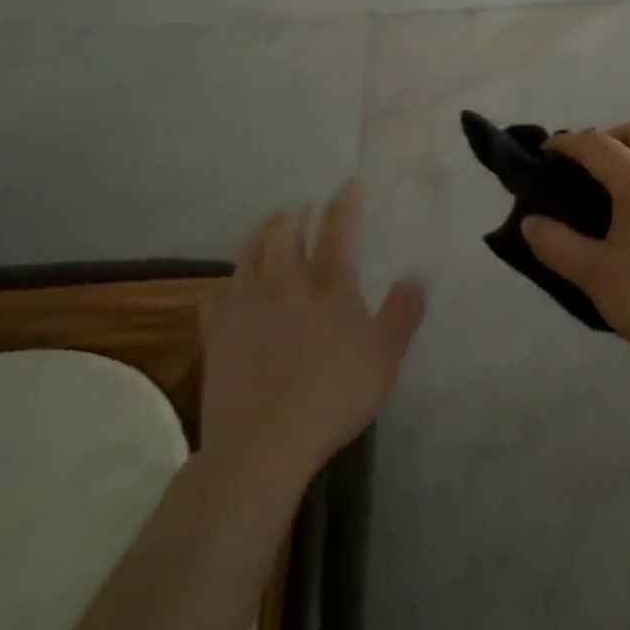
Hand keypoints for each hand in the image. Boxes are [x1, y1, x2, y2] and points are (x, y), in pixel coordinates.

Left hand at [199, 182, 425, 490]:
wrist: (263, 444)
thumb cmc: (333, 397)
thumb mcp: (385, 358)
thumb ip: (403, 314)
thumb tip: (414, 278)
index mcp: (328, 284)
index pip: (338, 229)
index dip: (346, 203)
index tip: (350, 184)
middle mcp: (285, 282)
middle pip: (283, 231)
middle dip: (294, 214)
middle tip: (302, 209)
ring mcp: (245, 305)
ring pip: (248, 253)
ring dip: (261, 234)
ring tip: (269, 231)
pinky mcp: (217, 332)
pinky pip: (216, 293)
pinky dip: (227, 281)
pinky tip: (231, 286)